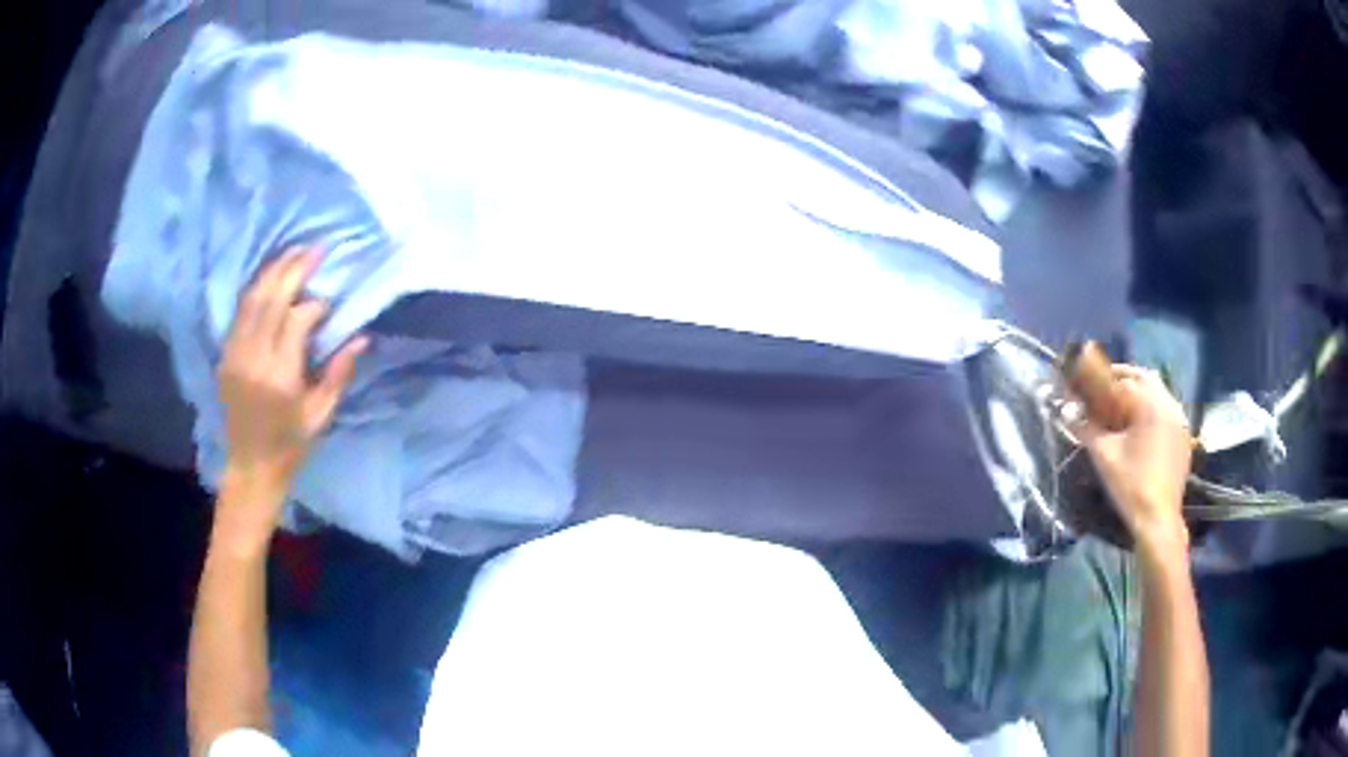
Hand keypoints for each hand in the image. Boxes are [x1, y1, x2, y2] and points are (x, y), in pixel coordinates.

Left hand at [216, 249, 367, 546]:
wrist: (250, 466)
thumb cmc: (290, 445)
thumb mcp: (320, 416)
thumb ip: (338, 374)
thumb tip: (361, 337)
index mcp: (279, 377)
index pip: (296, 321)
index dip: (314, 305)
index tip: (329, 303)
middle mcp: (253, 359)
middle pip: (271, 300)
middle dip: (294, 270)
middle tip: (315, 249)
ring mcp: (234, 355)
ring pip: (252, 300)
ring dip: (273, 272)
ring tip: (294, 253)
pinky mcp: (225, 355)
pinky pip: (240, 312)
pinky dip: (257, 290)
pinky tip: (271, 279)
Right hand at [1077, 365, 1192, 557]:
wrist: (1158, 520)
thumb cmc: (1131, 485)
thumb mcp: (1104, 456)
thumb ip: (1086, 428)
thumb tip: (1066, 410)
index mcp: (1151, 404)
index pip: (1124, 379)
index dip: (1103, 381)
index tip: (1088, 387)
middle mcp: (1170, 404)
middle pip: (1145, 378)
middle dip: (1123, 379)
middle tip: (1104, 390)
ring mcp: (1180, 421)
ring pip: (1158, 393)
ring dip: (1140, 394)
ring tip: (1122, 409)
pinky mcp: (1184, 437)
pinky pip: (1167, 412)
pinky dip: (1152, 411)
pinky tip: (1141, 429)